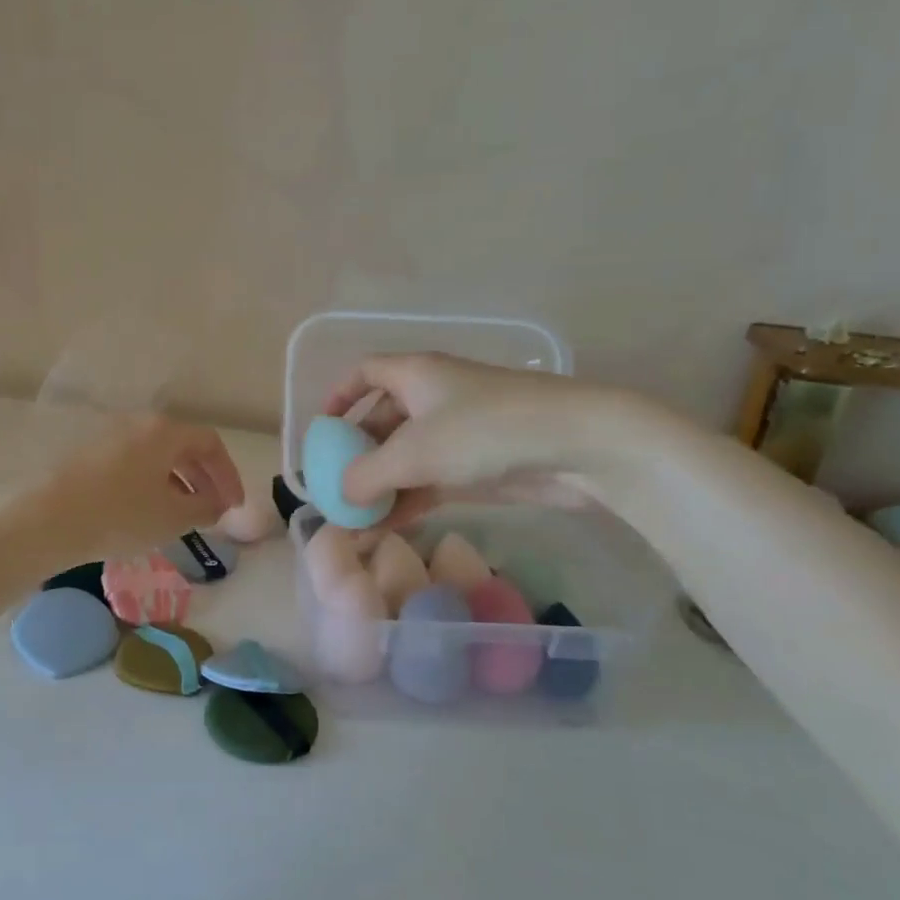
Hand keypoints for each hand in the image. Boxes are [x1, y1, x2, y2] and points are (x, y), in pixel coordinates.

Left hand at [26, 413, 244, 562]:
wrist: (48, 520)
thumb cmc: (120, 515)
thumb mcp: (173, 517)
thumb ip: (205, 507)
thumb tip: (218, 503)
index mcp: (164, 432)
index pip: (210, 444)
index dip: (229, 474)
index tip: (234, 505)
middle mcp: (138, 425)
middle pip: (183, 446)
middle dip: (205, 478)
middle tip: (215, 509)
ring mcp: (110, 437)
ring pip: (157, 456)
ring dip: (179, 482)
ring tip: (185, 514)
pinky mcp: (90, 455)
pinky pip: (134, 464)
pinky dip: (153, 483)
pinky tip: (149, 512)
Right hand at [323, 353, 634, 527]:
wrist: (577, 446)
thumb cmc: (484, 431)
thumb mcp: (413, 452)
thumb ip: (366, 474)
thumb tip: (340, 495)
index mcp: (416, 374)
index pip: (366, 372)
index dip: (340, 395)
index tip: (323, 429)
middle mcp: (434, 397)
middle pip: (383, 420)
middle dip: (357, 454)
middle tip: (335, 488)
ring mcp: (459, 432)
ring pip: (407, 456)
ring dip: (381, 486)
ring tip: (355, 520)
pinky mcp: (479, 465)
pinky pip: (430, 480)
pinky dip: (408, 500)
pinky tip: (387, 527)